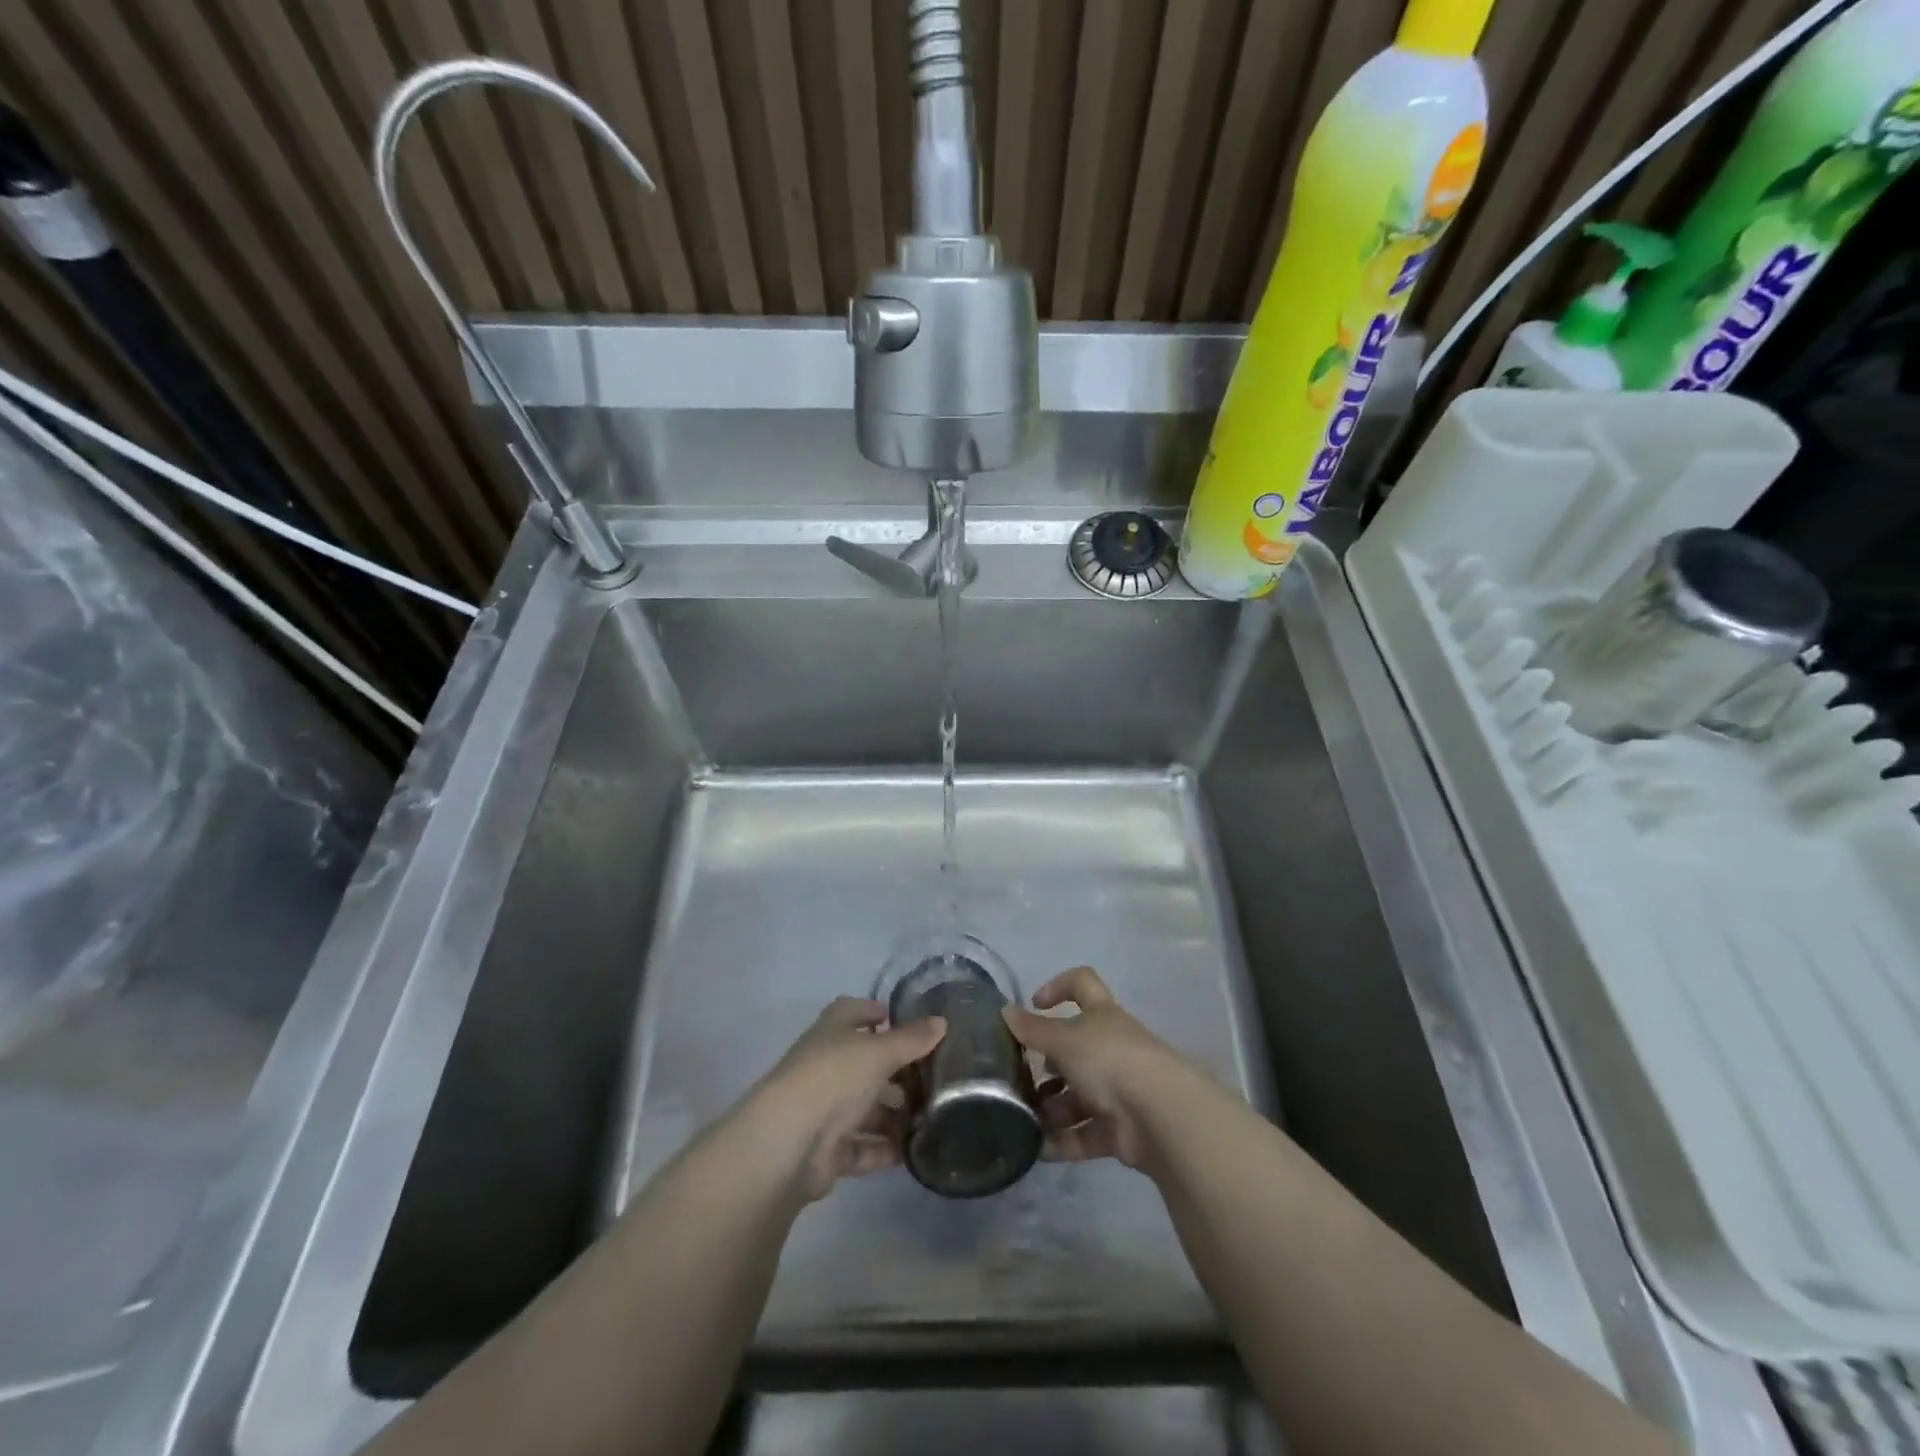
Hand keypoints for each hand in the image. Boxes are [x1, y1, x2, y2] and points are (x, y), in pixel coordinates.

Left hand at [746, 996, 945, 1202]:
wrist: (789, 1142)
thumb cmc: (834, 1077)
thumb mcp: (879, 1051)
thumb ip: (911, 1039)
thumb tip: (941, 1022)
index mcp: (832, 1032)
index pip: (853, 1012)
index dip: (876, 1013)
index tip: (909, 1023)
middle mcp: (826, 1066)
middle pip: (865, 1064)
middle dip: (898, 1072)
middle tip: (935, 1079)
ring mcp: (824, 1109)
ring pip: (866, 1108)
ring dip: (895, 1115)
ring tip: (933, 1119)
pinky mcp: (827, 1150)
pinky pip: (862, 1147)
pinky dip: (884, 1150)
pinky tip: (913, 1152)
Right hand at [1001, 966, 1197, 1169]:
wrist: (1159, 1115)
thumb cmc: (1108, 1059)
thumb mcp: (1063, 1039)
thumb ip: (1032, 1029)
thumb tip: (1004, 1010)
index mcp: (1101, 1015)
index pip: (1082, 984)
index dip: (1058, 987)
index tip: (1036, 1004)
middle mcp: (1110, 1048)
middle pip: (1074, 1049)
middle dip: (1046, 1064)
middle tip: (1020, 1077)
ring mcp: (1117, 1089)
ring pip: (1077, 1095)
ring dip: (1051, 1107)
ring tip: (1024, 1118)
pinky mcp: (1119, 1129)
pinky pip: (1084, 1133)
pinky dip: (1062, 1141)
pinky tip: (1037, 1149)